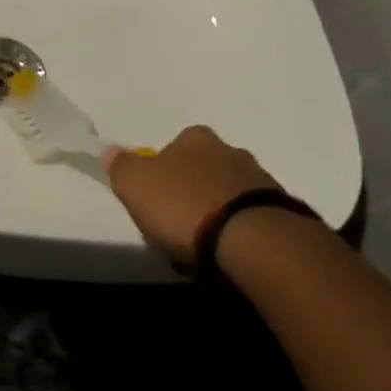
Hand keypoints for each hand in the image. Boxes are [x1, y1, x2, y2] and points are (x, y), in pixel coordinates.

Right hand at [101, 126, 277, 265]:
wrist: (250, 239)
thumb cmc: (184, 204)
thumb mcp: (136, 185)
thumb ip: (122, 166)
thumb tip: (111, 151)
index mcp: (196, 138)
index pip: (174, 146)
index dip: (162, 171)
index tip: (155, 199)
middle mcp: (230, 150)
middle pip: (204, 168)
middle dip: (192, 190)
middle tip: (178, 224)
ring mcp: (259, 180)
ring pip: (229, 192)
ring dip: (217, 211)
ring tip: (205, 246)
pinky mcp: (280, 211)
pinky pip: (250, 217)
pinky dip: (238, 230)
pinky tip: (229, 252)